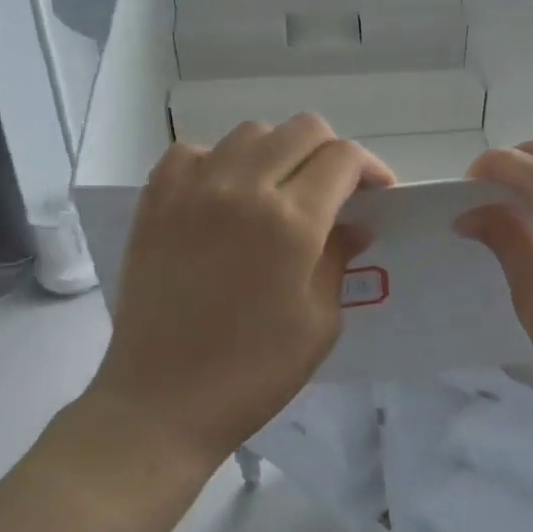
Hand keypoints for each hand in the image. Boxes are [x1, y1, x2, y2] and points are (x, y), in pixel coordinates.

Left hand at [88, 114, 393, 468]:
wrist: (160, 402)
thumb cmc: (253, 373)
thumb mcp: (319, 322)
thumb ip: (339, 258)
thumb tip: (353, 224)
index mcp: (292, 222)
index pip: (343, 158)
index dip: (370, 167)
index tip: (376, 193)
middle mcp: (243, 188)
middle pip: (303, 129)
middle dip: (331, 152)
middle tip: (335, 190)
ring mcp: (194, 188)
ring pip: (252, 132)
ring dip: (279, 152)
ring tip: (279, 190)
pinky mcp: (156, 200)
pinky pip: (195, 152)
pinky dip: (220, 161)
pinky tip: (224, 195)